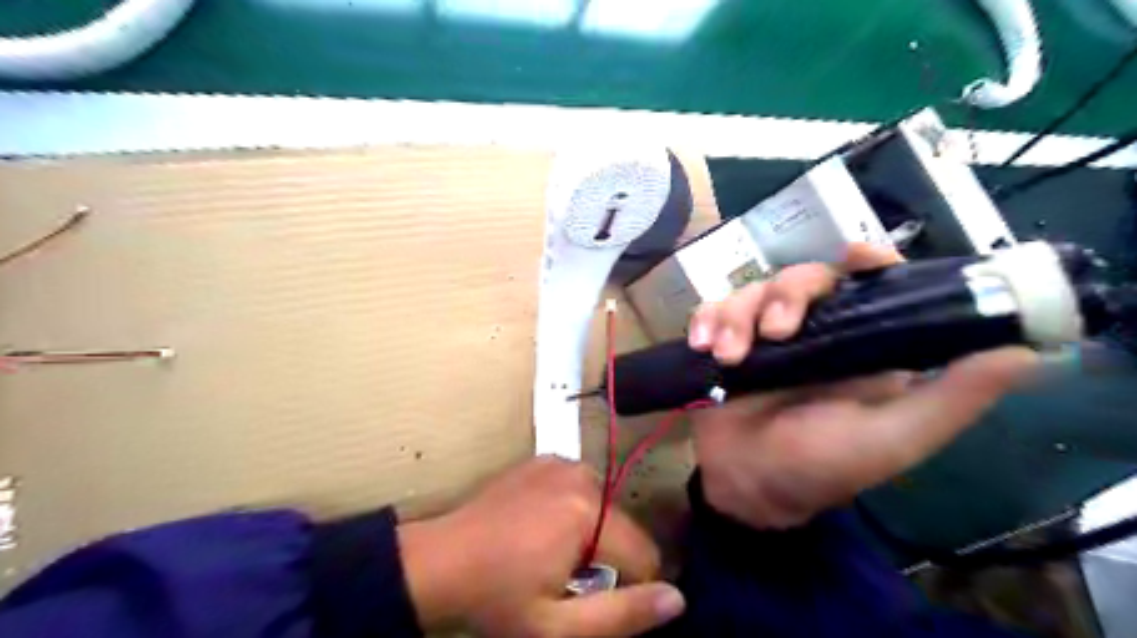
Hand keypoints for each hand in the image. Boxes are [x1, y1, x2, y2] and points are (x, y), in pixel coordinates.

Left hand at [398, 456, 682, 637]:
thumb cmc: (496, 598)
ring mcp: (562, 463)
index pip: (644, 554)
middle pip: (624, 528)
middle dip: (608, 558)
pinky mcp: (545, 460)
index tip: (598, 601)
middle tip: (567, 580)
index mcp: (589, 513)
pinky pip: (581, 489)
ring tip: (552, 554)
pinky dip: (575, 509)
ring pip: (605, 507)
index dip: (631, 586)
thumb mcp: (558, 626)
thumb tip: (678, 598)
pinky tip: (542, 527)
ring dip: (593, 533)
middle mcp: (582, 476)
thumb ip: (623, 615)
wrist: (439, 561)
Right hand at [683, 245, 1037, 528]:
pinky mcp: (722, 343)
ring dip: (736, 316)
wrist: (749, 486)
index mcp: (858, 345)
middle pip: (802, 278)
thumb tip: (1023, 353)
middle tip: (775, 331)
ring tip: (726, 356)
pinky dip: (705, 320)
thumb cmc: (822, 466)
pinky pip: (711, 311)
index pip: (869, 284)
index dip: (865, 260)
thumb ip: (950, 400)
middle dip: (786, 295)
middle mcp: (812, 332)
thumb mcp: (892, 438)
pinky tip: (702, 346)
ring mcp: (762, 335)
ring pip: (751, 291)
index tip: (854, 257)